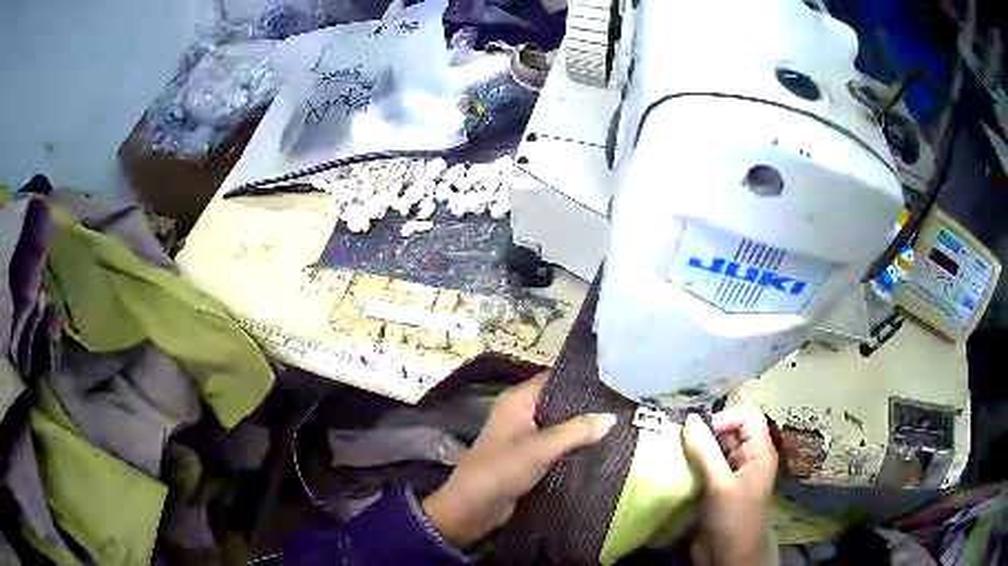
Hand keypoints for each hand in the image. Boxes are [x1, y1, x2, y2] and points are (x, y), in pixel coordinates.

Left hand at [422, 372, 616, 546]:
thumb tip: (612, 416)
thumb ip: (576, 431)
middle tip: (623, 405)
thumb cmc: (501, 470)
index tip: (615, 379)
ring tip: (621, 425)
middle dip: (587, 407)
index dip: (581, 378)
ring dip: (583, 430)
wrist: (472, 509)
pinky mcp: (530, 460)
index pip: (554, 378)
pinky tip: (602, 449)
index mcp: (518, 401)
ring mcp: (526, 438)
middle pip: (560, 403)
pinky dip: (575, 449)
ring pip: (561, 428)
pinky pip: (558, 448)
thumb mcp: (540, 448)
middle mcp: (522, 414)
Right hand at [683, 404, 777, 565]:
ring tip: (676, 453)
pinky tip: (678, 467)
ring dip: (697, 448)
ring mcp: (733, 473)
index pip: (747, 415)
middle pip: (731, 429)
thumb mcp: (720, 485)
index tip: (702, 433)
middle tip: (681, 441)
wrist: (727, 558)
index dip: (726, 418)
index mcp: (760, 451)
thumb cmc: (733, 519)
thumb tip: (689, 419)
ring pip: (717, 447)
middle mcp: (748, 457)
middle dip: (707, 432)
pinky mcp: (718, 487)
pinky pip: (707, 465)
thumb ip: (705, 451)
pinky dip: (694, 463)